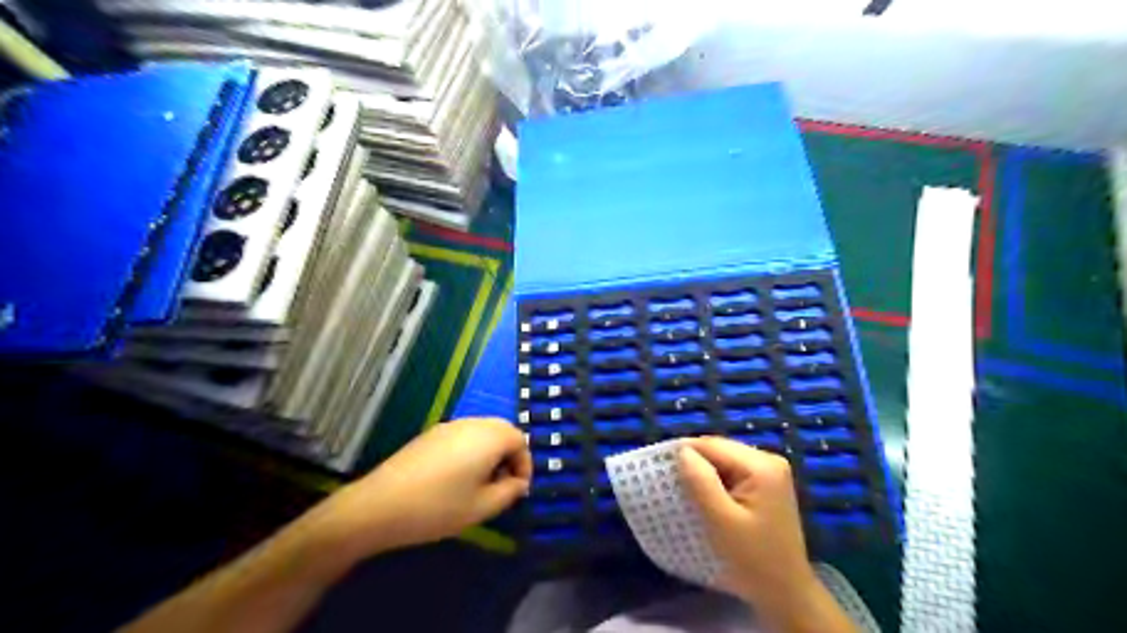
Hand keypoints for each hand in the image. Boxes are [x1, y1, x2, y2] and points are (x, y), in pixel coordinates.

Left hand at [307, 419, 533, 557]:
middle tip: (502, 487)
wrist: (380, 505)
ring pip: (482, 433)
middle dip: (508, 457)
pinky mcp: (430, 435)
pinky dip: (470, 452)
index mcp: (490, 437)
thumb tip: (518, 483)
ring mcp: (449, 426)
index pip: (520, 441)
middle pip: (502, 432)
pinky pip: (463, 437)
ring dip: (490, 454)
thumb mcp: (482, 507)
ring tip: (480, 486)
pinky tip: (455, 479)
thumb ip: (509, 492)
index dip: (525, 465)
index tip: (517, 491)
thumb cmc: (438, 507)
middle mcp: (472, 423)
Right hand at [673, 438, 814, 605]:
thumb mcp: (721, 520)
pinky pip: (732, 471)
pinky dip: (716, 481)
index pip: (713, 445)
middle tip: (670, 482)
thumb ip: (701, 481)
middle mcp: (768, 460)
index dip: (684, 453)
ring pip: (724, 460)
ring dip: (704, 472)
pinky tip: (706, 497)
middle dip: (694, 463)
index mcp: (761, 465)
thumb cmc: (752, 559)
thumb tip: (681, 451)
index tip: (660, 468)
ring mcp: (770, 471)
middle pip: (719, 450)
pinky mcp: (766, 483)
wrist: (785, 592)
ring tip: (684, 490)